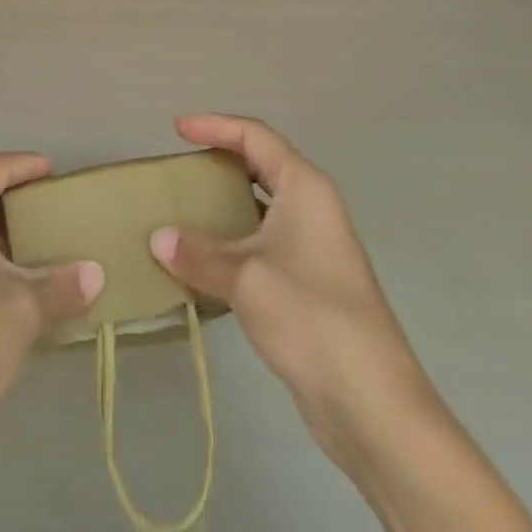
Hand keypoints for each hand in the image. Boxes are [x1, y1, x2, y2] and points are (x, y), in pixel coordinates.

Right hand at [148, 114, 406, 430]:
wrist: (374, 405)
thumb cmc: (311, 317)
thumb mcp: (245, 278)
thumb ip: (199, 254)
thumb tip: (158, 239)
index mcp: (304, 186)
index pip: (254, 136)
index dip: (214, 126)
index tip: (176, 129)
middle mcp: (312, 206)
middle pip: (260, 165)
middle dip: (220, 161)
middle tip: (180, 167)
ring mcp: (314, 246)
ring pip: (261, 207)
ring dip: (225, 205)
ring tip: (184, 209)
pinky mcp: (309, 283)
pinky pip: (263, 242)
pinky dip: (233, 241)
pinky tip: (205, 260)